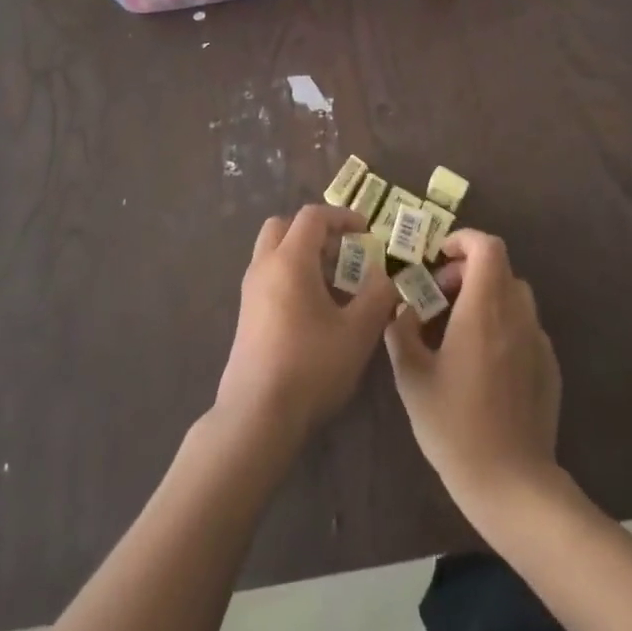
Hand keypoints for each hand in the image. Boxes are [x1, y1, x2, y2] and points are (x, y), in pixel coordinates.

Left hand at [216, 204, 399, 447]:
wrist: (257, 414)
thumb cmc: (311, 365)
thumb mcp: (357, 332)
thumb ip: (377, 295)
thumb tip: (385, 274)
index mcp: (290, 259)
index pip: (313, 217)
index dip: (342, 217)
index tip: (366, 231)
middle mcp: (264, 266)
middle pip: (285, 226)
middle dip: (316, 230)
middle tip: (344, 251)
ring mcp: (250, 290)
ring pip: (274, 251)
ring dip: (303, 253)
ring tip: (335, 283)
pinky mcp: (246, 314)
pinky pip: (269, 275)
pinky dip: (292, 275)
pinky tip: (315, 309)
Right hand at [385, 229, 561, 521]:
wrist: (512, 485)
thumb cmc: (454, 426)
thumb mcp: (411, 377)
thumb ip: (402, 331)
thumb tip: (403, 309)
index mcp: (484, 310)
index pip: (487, 247)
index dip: (463, 241)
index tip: (438, 259)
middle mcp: (517, 316)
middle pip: (499, 267)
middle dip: (467, 271)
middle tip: (439, 299)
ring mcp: (538, 341)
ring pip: (514, 295)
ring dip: (486, 296)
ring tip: (458, 328)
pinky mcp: (549, 366)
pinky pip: (524, 326)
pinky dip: (502, 324)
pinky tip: (483, 362)